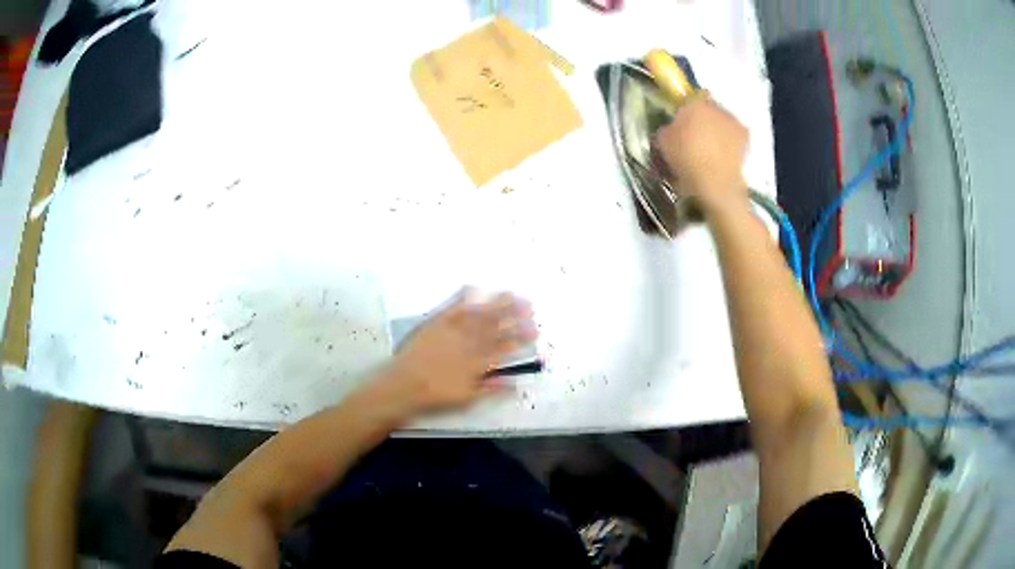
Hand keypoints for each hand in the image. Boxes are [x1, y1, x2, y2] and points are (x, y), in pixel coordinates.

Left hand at [380, 289, 536, 413]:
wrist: (403, 386)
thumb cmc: (435, 396)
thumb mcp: (467, 398)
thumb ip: (491, 389)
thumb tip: (515, 384)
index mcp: (478, 362)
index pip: (505, 347)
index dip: (520, 338)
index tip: (534, 330)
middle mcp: (469, 343)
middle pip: (495, 326)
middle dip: (514, 315)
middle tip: (529, 305)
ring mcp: (452, 331)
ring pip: (479, 314)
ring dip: (496, 303)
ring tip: (511, 293)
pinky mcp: (436, 324)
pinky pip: (452, 308)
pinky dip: (463, 297)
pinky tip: (473, 287)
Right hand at [654, 97, 749, 213]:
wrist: (715, 184)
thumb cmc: (686, 160)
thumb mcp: (664, 142)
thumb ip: (668, 127)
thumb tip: (673, 126)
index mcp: (694, 104)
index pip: (691, 96)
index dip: (688, 106)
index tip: (683, 118)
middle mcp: (716, 107)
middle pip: (709, 108)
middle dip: (704, 118)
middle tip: (696, 135)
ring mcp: (733, 122)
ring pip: (722, 121)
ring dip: (718, 130)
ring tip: (711, 148)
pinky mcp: (745, 137)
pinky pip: (734, 135)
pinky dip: (729, 142)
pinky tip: (723, 156)